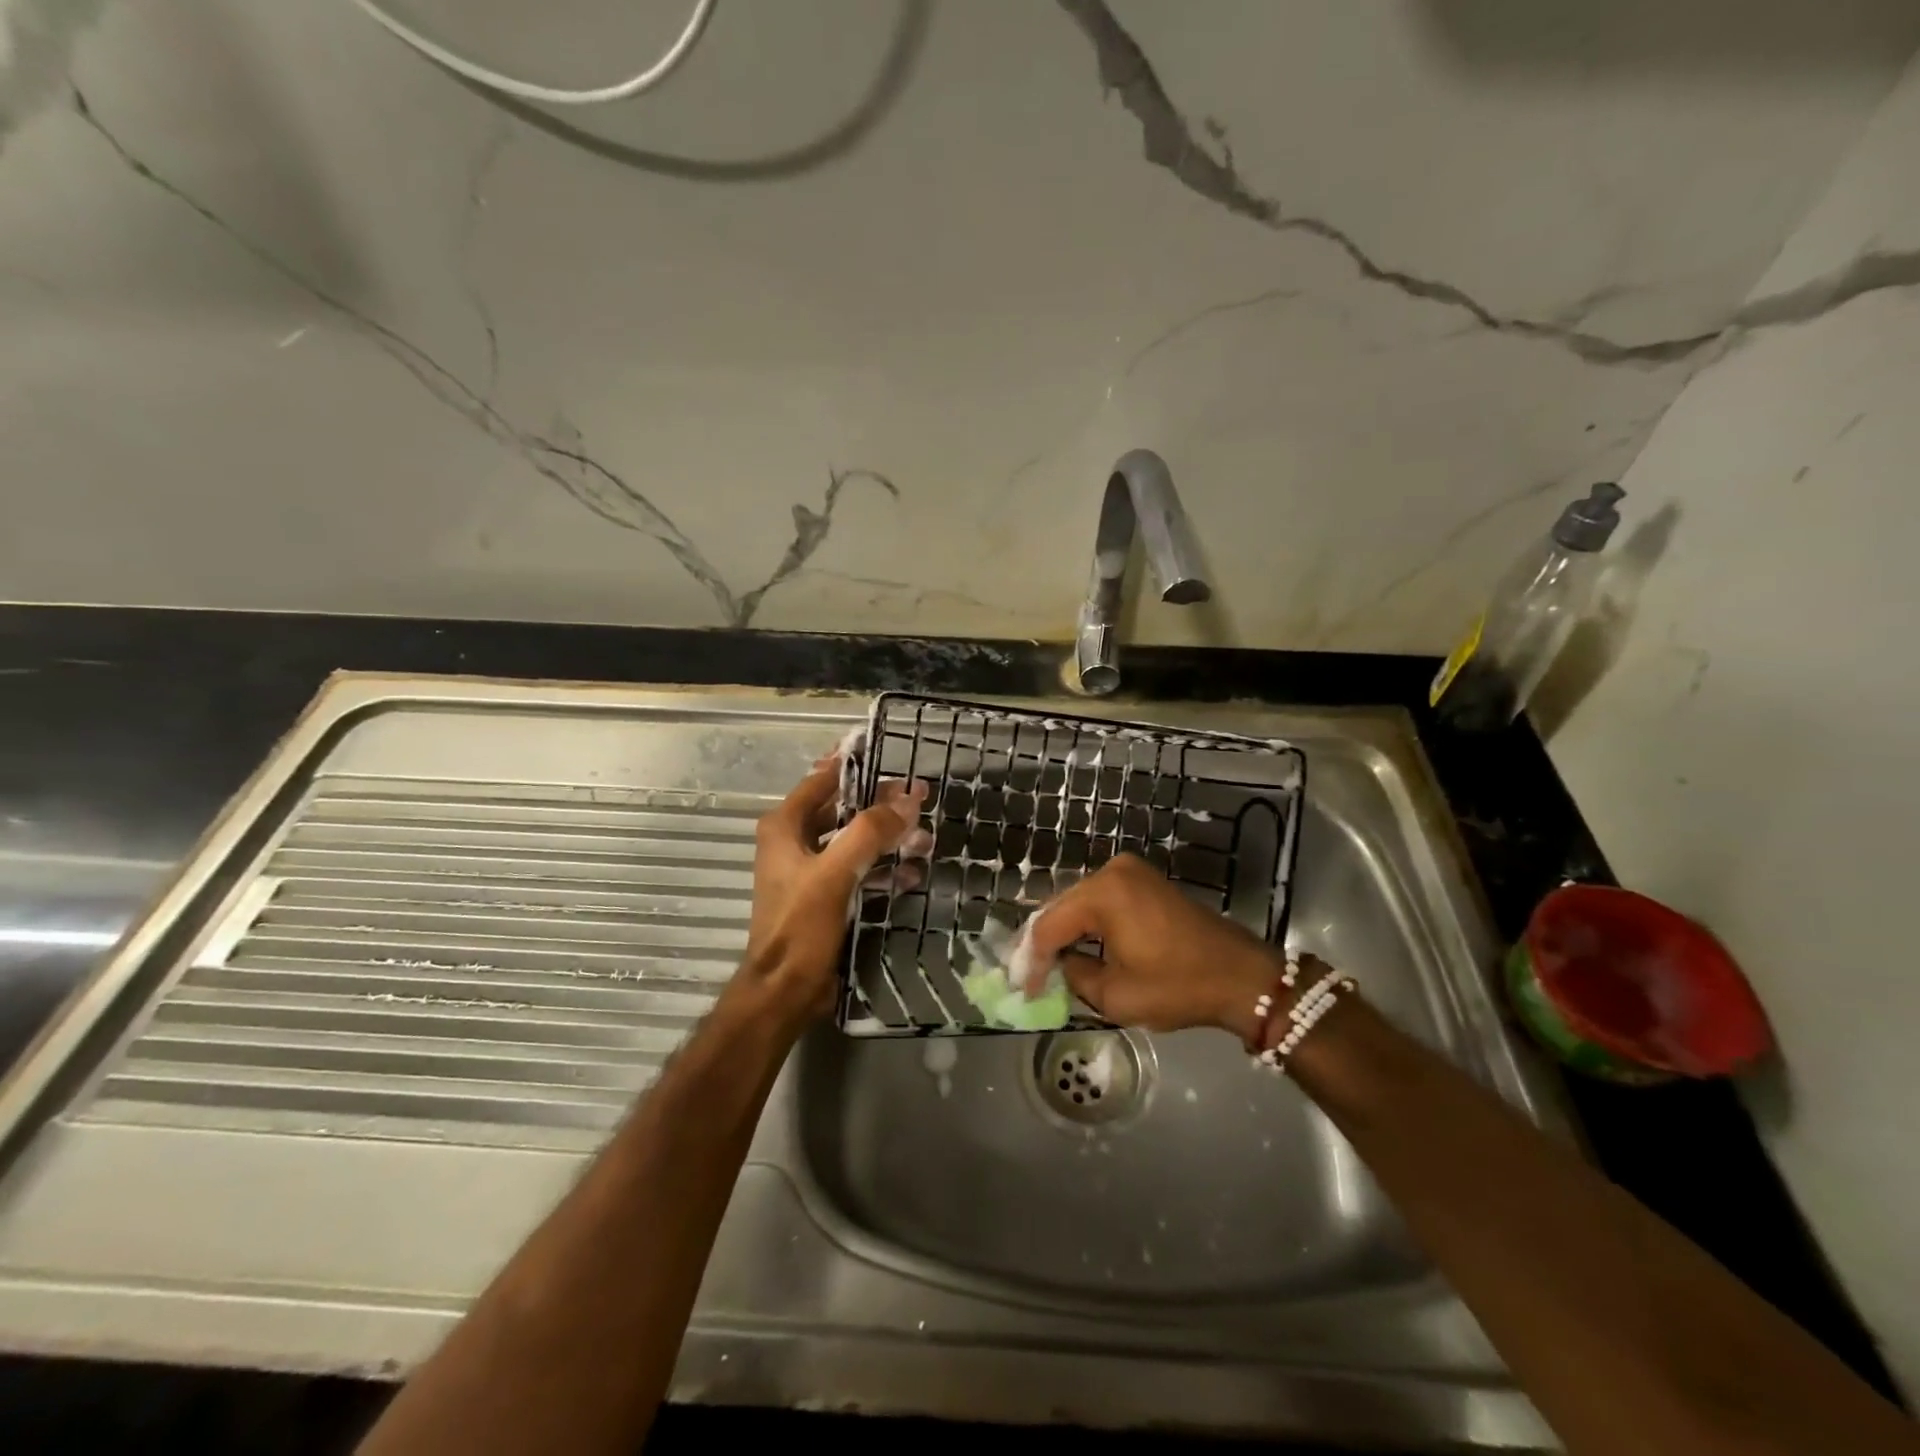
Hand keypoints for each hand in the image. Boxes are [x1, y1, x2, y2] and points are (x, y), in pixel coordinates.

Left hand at [727, 757, 928, 1032]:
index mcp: (785, 827)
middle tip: (920, 799)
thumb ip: (870, 832)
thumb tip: (907, 800)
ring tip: (925, 839)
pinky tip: (911, 874)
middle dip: (881, 806)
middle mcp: (794, 842)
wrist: (785, 990)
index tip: (888, 754)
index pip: (823, 780)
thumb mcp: (835, 873)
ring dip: (887, 840)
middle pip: (843, 810)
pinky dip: (882, 869)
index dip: (854, 765)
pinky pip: (857, 870)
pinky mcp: (824, 896)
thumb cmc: (801, 926)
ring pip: (854, 841)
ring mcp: (809, 870)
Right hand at [1025, 854, 1288, 1042]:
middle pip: (1061, 908)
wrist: (1242, 977)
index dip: (1031, 960)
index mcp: (1103, 892)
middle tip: (1028, 977)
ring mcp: (1131, 872)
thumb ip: (1073, 975)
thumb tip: (1059, 966)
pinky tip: (1077, 948)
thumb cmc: (1178, 986)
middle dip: (1043, 944)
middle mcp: (1112, 871)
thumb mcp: (1115, 995)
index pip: (1049, 926)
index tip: (1022, 990)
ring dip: (1064, 933)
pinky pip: (1101, 901)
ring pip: (1079, 904)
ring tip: (1046, 966)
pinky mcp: (1144, 882)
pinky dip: (1087, 925)